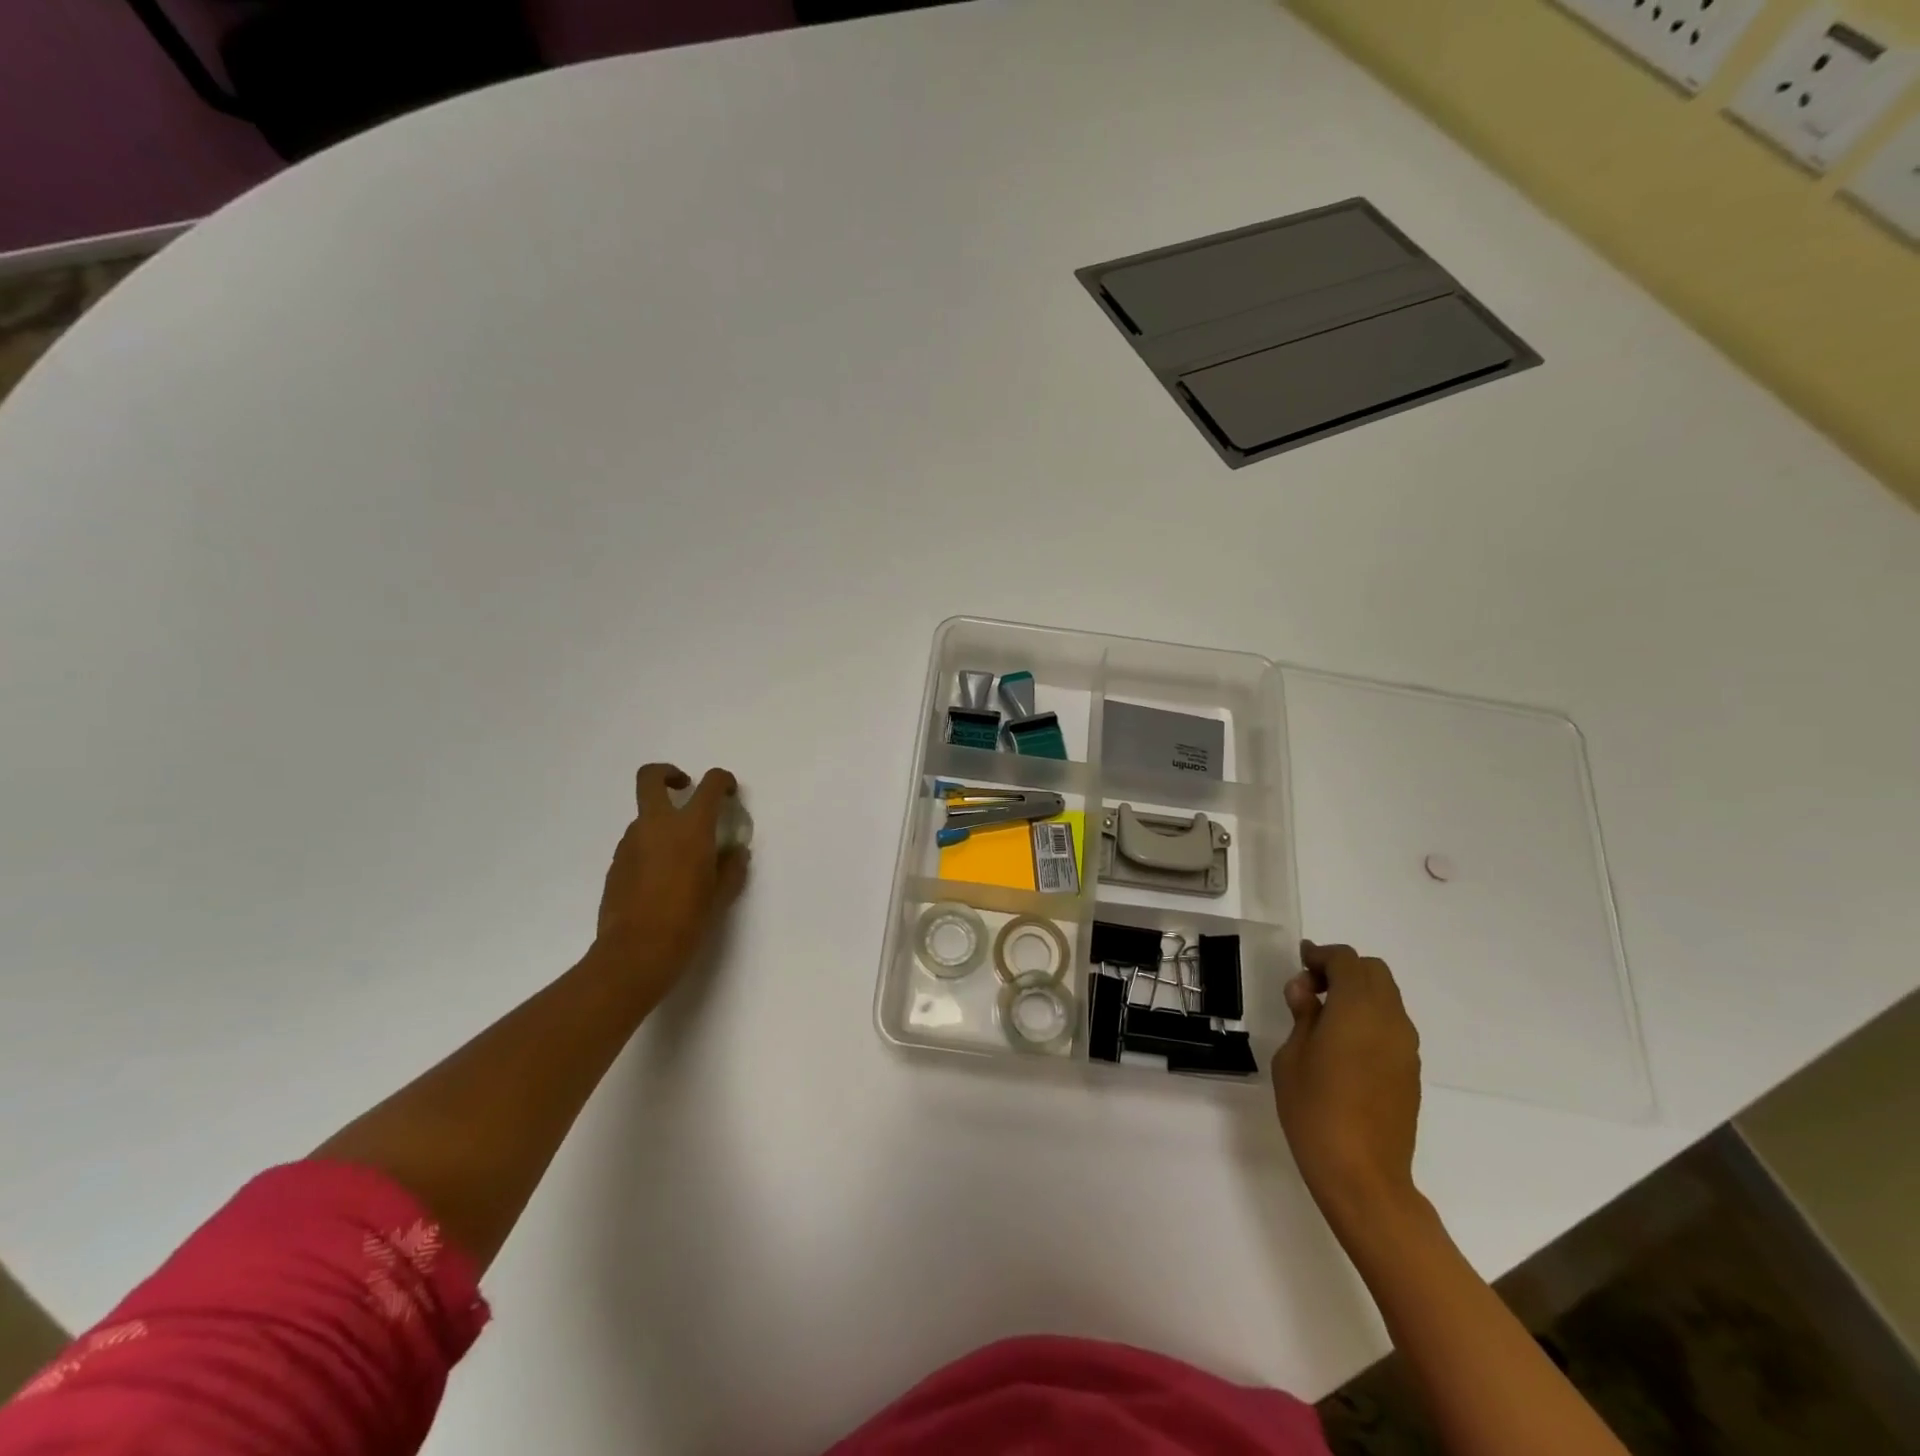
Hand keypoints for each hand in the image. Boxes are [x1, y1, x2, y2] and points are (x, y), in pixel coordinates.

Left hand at [594, 764, 749, 995]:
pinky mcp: (616, 865)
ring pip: (644, 816)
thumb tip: (734, 853)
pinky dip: (651, 848)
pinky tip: (662, 880)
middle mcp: (656, 826)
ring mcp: (630, 843)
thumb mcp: (721, 895)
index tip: (730, 792)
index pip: (710, 785)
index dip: (723, 780)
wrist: (635, 954)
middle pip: (651, 777)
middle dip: (668, 774)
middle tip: (685, 789)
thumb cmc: (688, 921)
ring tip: (681, 856)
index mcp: (690, 828)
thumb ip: (732, 867)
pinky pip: (637, 844)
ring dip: (662, 822)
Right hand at [1272, 940, 1421, 1225]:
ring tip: (1324, 1015)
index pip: (1346, 961)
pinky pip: (1392, 1025)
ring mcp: (1406, 1047)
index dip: (1321, 955)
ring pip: (1387, 997)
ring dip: (1358, 993)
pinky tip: (1344, 1043)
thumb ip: (1302, 1015)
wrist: (1362, 1175)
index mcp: (1357, 1010)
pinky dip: (1370, 1017)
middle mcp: (1389, 1020)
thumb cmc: (1314, 1110)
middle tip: (1310, 988)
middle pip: (1373, 972)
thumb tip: (1305, 990)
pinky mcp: (1411, 1071)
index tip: (1300, 963)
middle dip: (1342, 970)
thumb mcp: (1291, 1056)